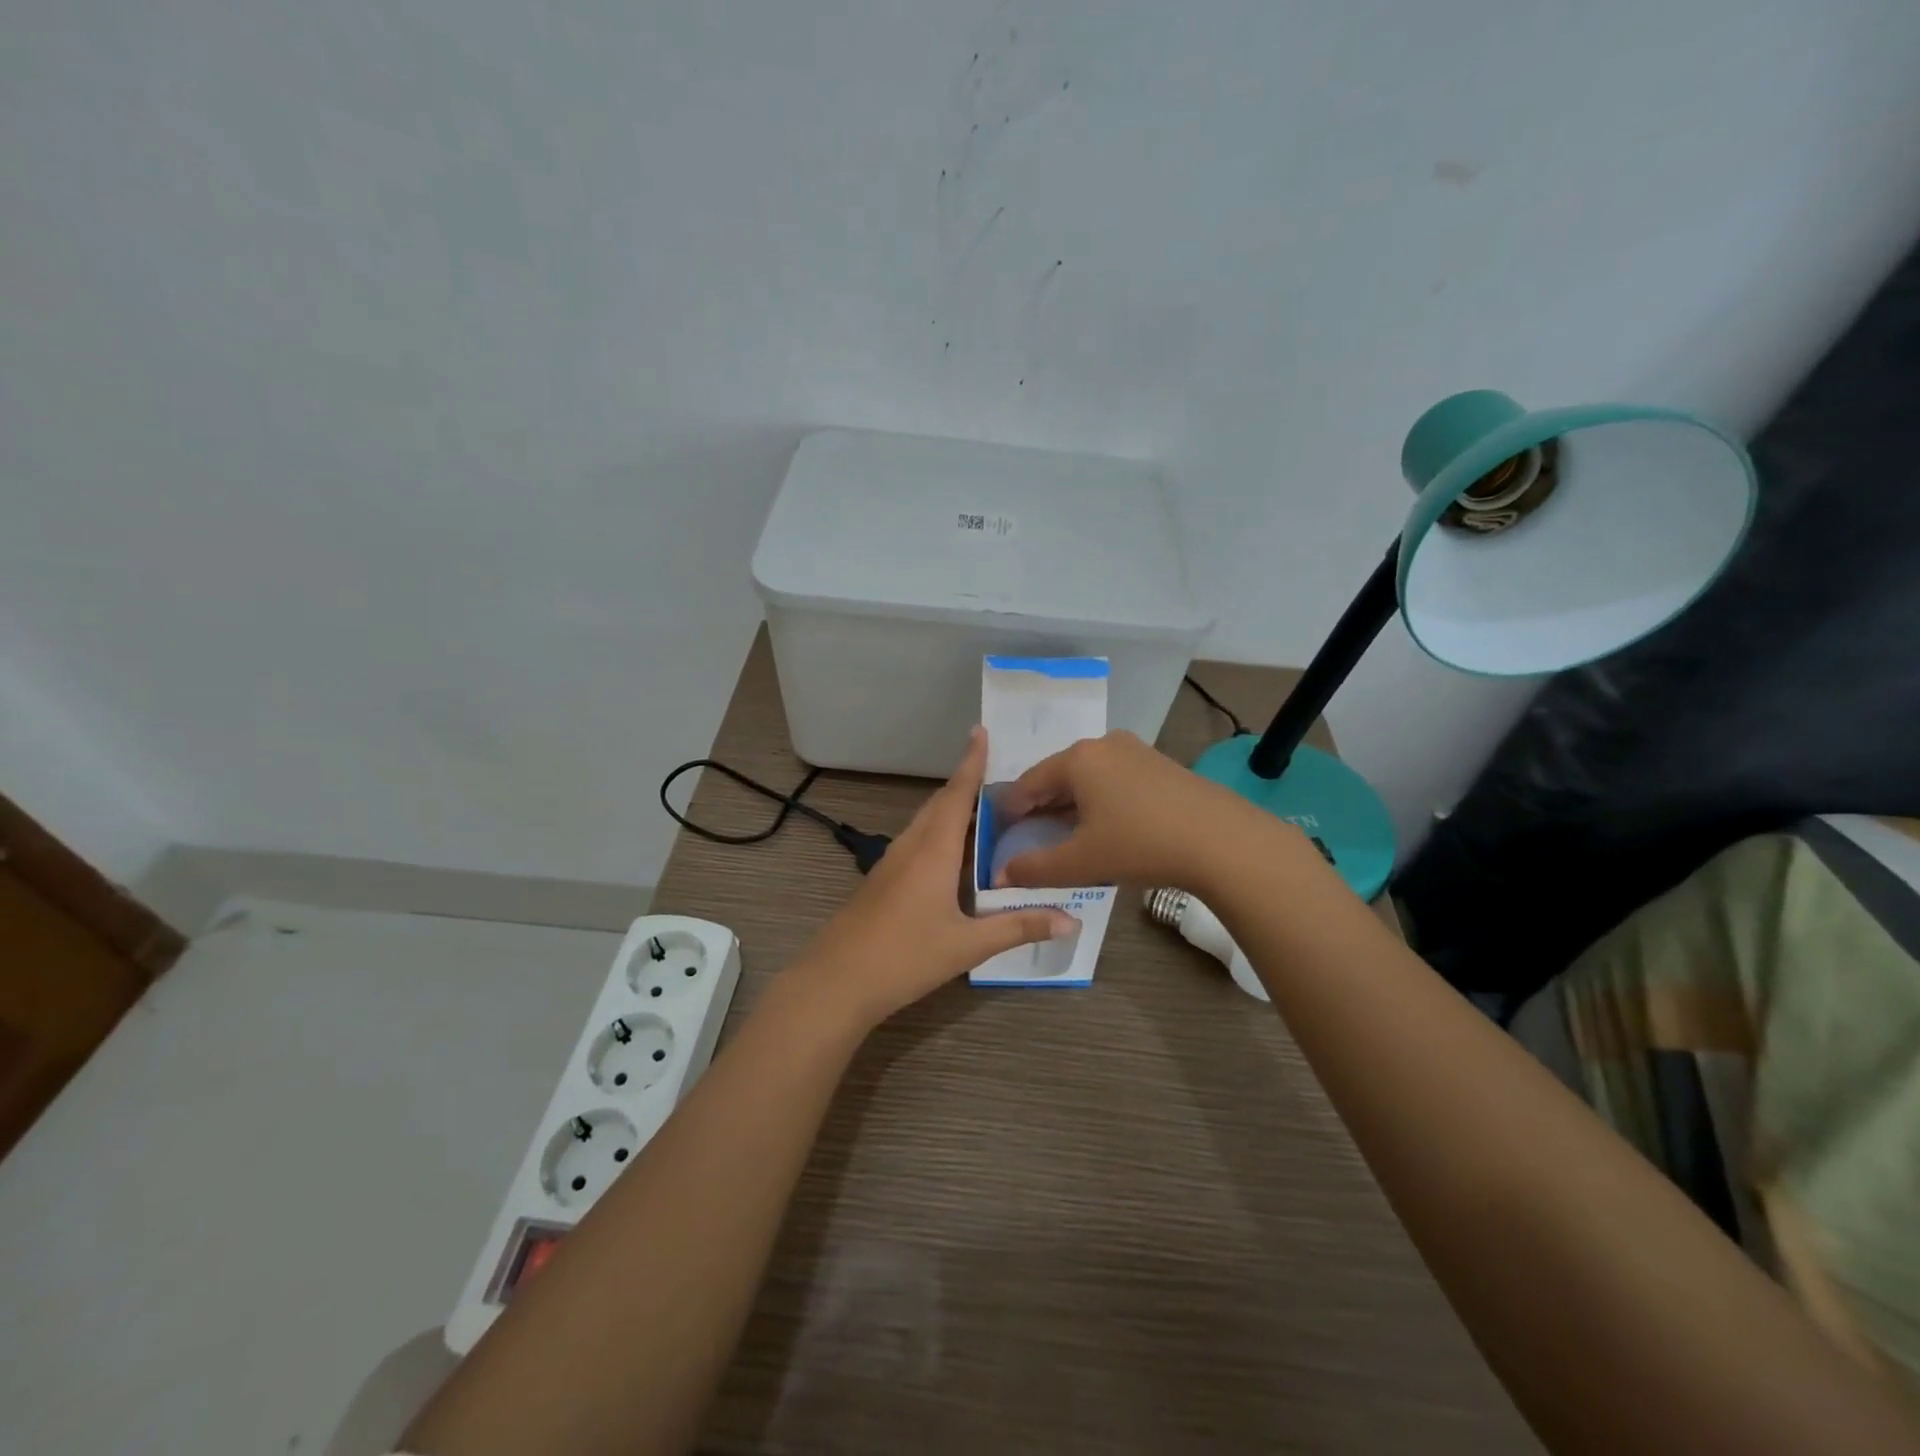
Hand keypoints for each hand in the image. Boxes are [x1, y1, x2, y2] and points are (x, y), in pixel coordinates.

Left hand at [792, 727, 1075, 1029]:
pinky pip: (916, 842)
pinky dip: (939, 834)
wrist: (837, 981)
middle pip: (940, 804)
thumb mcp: (968, 945)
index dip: (971, 762)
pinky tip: (953, 857)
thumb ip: (1019, 928)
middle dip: (966, 785)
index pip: (957, 794)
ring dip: (952, 810)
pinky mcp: (882, 880)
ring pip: (926, 823)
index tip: (980, 731)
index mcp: (933, 851)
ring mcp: (891, 863)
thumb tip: (1072, 921)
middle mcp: (911, 847)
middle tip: (1001, 779)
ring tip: (985, 813)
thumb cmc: (905, 957)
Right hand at [994, 730, 1271, 890]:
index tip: (999, 835)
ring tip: (1066, 837)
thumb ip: (1034, 868)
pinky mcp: (1160, 765)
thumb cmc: (1140, 844)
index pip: (1027, 783)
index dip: (1009, 811)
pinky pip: (1114, 780)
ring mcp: (1135, 751)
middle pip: (1057, 776)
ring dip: (1070, 805)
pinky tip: (1105, 828)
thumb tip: (1000, 876)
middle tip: (1030, 839)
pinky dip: (1099, 802)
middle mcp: (1103, 745)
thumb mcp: (1081, 862)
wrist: (1222, 840)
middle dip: (1040, 808)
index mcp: (1077, 759)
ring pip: (1087, 778)